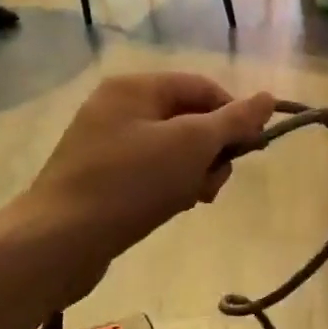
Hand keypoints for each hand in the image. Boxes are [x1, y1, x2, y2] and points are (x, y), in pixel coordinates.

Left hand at [8, 74, 275, 304]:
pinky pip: (150, 173)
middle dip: (212, 151)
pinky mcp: (101, 178)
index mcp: (135, 88)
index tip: (253, 149)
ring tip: (192, 200)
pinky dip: (169, 187)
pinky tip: (171, 209)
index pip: (203, 88)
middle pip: (189, 120)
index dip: (234, 115)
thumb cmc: (130, 182)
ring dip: (193, 173)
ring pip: (173, 151)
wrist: (59, 241)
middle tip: (214, 183)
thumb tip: (268, 98)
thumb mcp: (191, 145)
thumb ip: (233, 120)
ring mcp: (106, 144)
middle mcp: (117, 108)